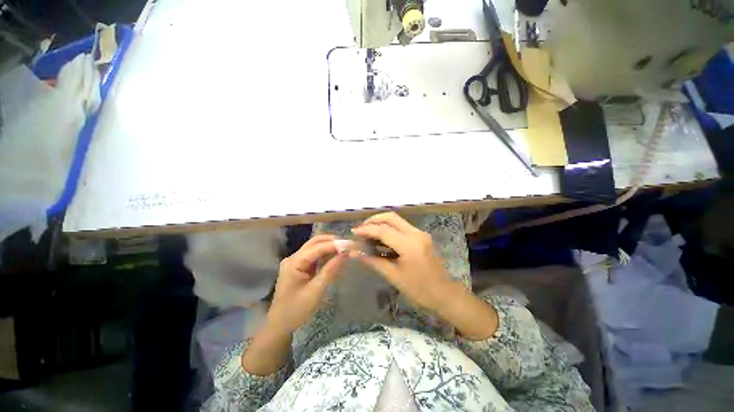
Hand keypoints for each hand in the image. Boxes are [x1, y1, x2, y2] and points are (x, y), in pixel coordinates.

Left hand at [267, 234, 347, 333]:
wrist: (280, 325)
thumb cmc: (296, 310)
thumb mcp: (316, 291)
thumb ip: (330, 270)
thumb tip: (344, 254)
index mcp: (294, 263)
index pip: (317, 247)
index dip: (334, 244)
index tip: (350, 244)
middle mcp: (293, 258)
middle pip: (314, 242)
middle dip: (331, 241)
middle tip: (348, 244)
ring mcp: (295, 261)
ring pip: (314, 247)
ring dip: (329, 246)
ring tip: (344, 248)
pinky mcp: (299, 267)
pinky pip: (314, 255)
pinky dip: (325, 254)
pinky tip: (335, 256)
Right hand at [350, 213, 454, 312]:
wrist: (444, 293)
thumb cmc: (419, 289)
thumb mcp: (394, 276)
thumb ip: (373, 261)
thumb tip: (354, 253)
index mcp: (410, 245)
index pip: (383, 230)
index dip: (366, 230)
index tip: (353, 232)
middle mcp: (416, 234)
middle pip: (391, 217)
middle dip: (374, 220)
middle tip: (361, 229)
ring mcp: (420, 233)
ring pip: (397, 220)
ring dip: (381, 223)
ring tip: (368, 233)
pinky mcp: (421, 236)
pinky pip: (402, 227)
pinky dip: (389, 229)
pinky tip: (380, 238)